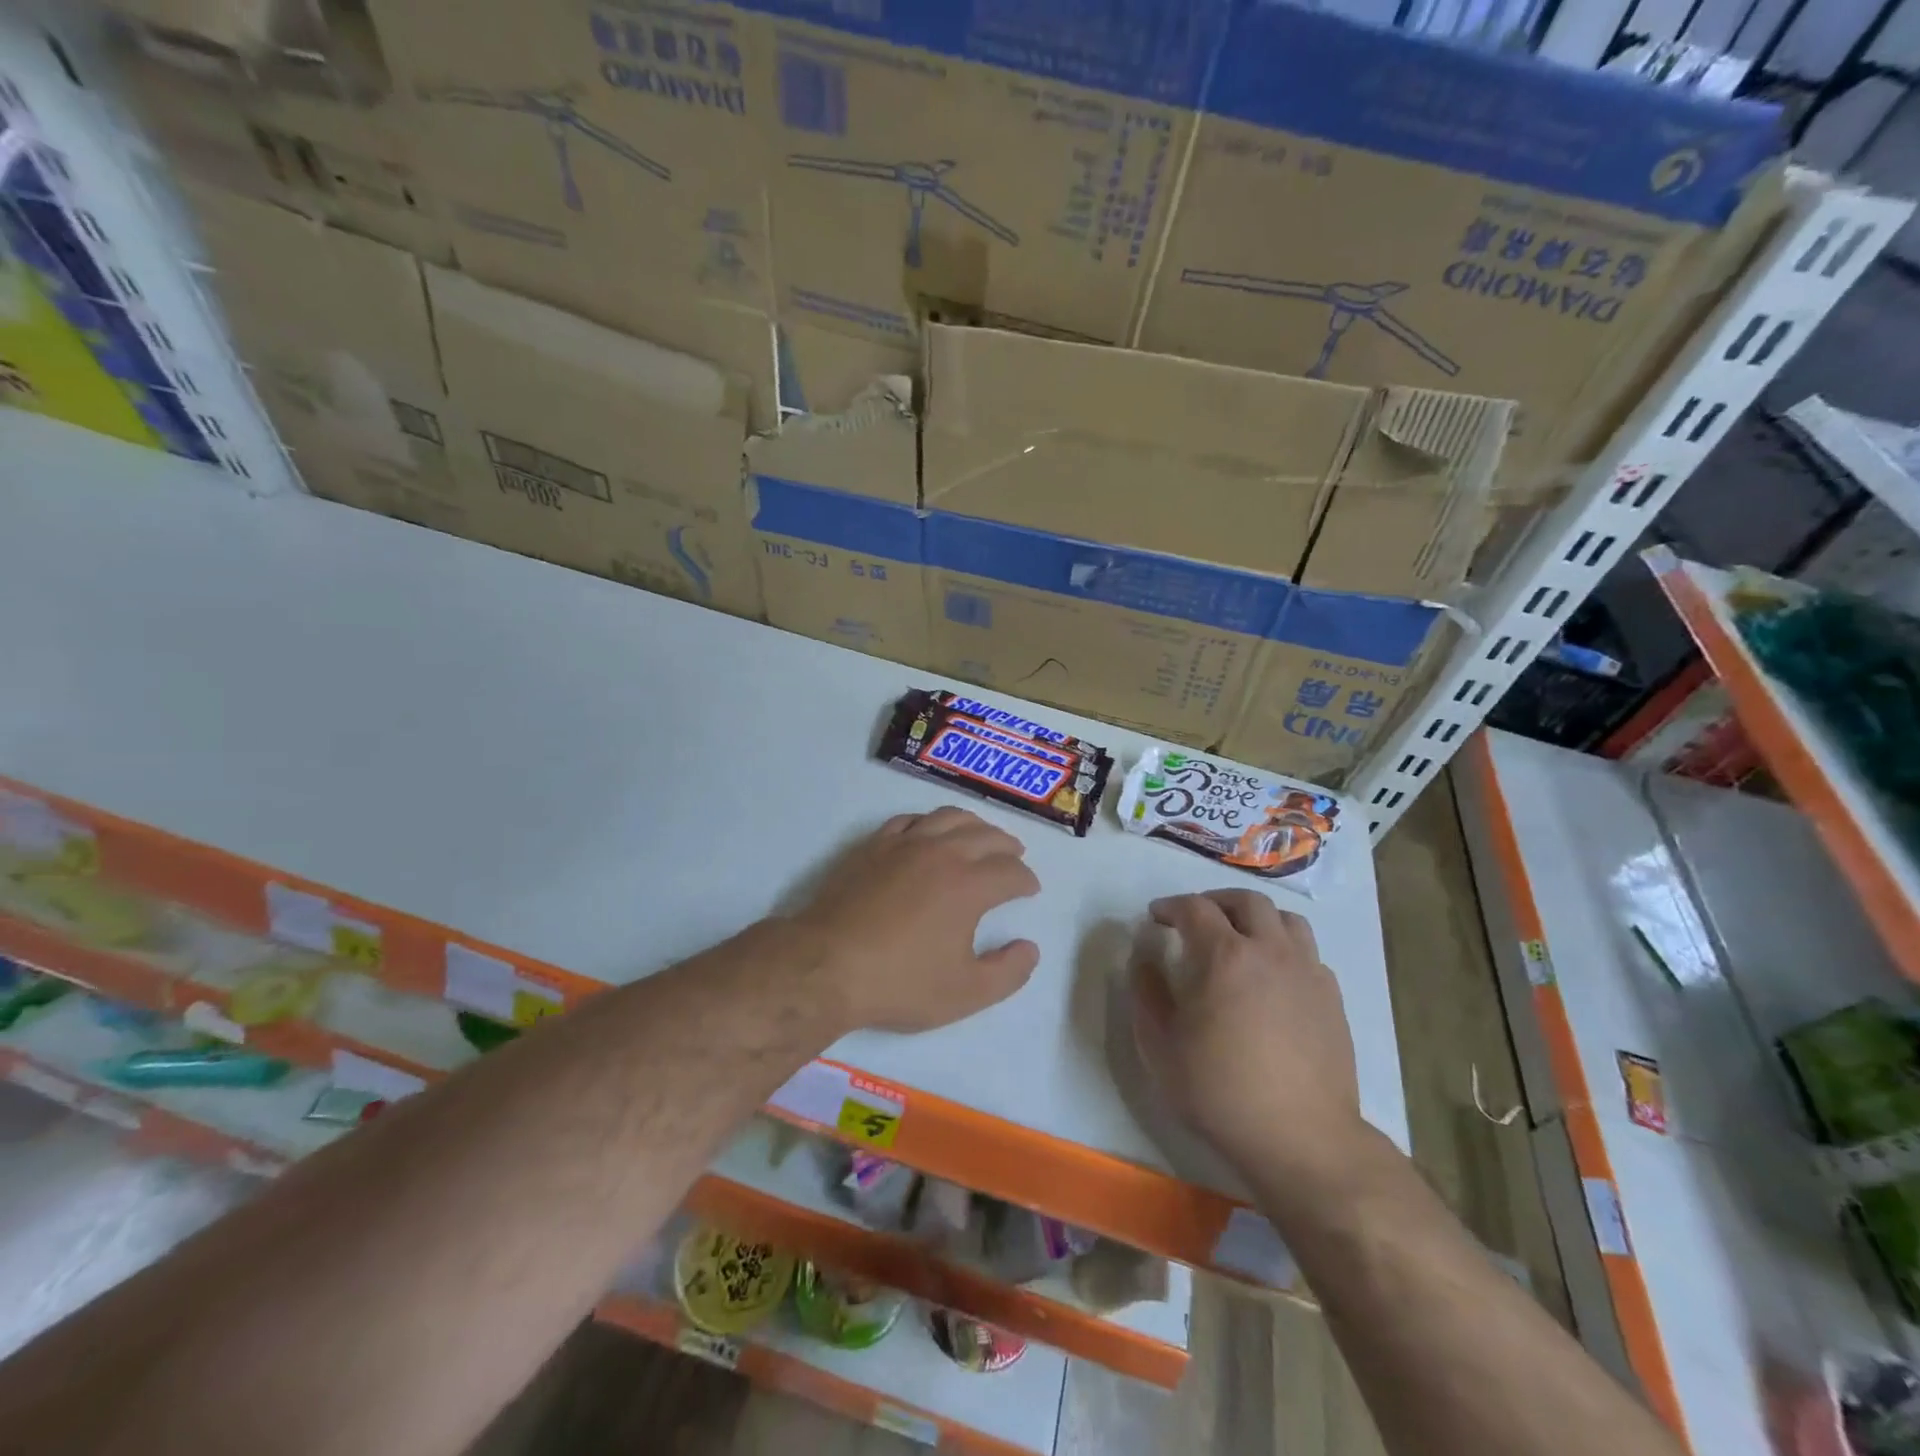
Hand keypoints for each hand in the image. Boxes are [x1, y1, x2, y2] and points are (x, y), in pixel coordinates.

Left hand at [793, 807, 1040, 1033]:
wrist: (827, 965)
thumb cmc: (900, 982)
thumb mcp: (965, 993)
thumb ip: (1008, 972)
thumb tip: (1030, 948)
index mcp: (969, 885)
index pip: (1010, 872)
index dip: (1026, 880)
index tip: (1029, 889)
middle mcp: (942, 853)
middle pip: (985, 836)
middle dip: (1007, 846)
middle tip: (1015, 856)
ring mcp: (905, 844)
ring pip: (949, 818)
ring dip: (974, 824)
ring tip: (982, 835)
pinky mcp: (875, 846)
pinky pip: (910, 820)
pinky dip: (930, 822)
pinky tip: (930, 832)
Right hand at [1132, 890, 1364, 1182]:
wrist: (1302, 1139)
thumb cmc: (1220, 1092)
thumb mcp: (1160, 1048)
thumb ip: (1146, 995)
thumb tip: (1143, 960)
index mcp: (1224, 956)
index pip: (1194, 908)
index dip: (1170, 906)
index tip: (1156, 916)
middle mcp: (1269, 951)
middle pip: (1245, 901)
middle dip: (1214, 901)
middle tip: (1196, 918)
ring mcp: (1307, 971)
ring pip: (1285, 919)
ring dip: (1256, 918)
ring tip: (1240, 937)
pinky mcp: (1331, 997)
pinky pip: (1307, 952)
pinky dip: (1284, 948)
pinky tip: (1272, 976)